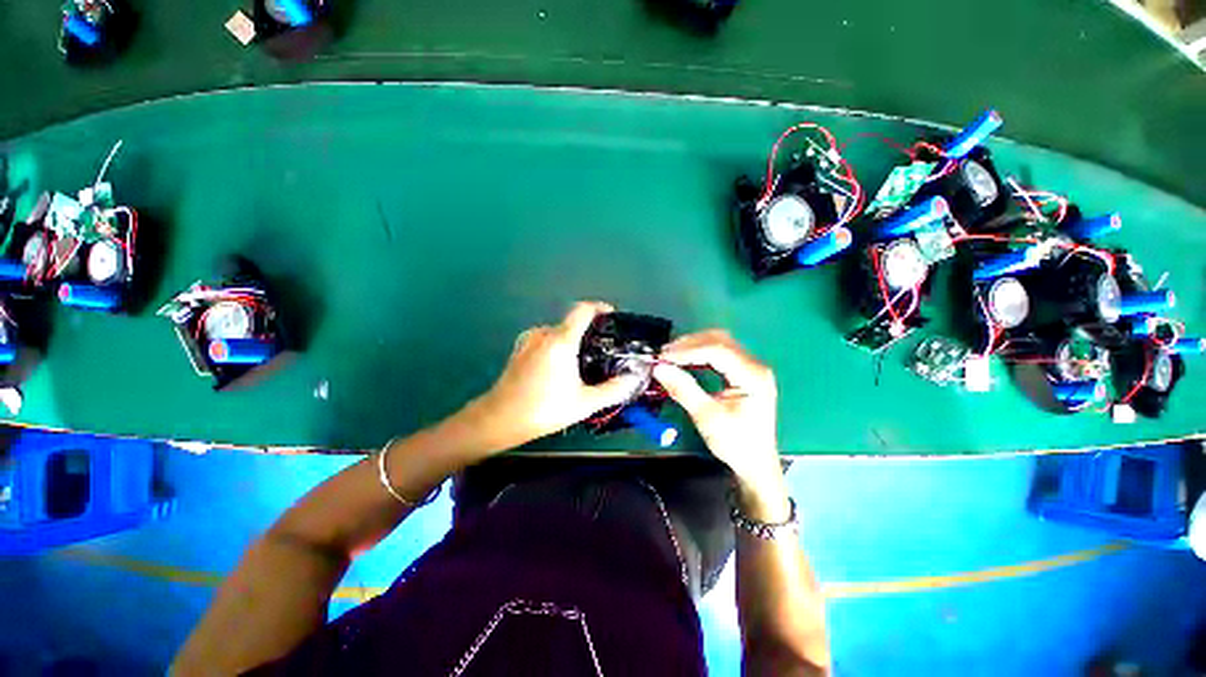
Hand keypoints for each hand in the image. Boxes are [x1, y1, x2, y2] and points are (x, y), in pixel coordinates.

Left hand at [470, 302, 642, 450]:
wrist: (499, 419)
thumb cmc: (543, 409)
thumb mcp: (584, 403)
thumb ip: (613, 389)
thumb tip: (634, 378)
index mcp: (561, 340)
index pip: (583, 310)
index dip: (600, 308)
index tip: (613, 317)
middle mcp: (544, 333)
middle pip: (572, 322)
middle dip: (590, 331)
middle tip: (604, 349)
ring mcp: (529, 340)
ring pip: (558, 332)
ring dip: (573, 340)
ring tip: (585, 360)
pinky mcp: (521, 349)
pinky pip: (546, 339)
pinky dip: (559, 345)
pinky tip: (563, 367)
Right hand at [653, 330, 790, 521]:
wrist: (755, 464)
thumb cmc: (735, 443)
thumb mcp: (707, 417)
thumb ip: (683, 389)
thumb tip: (660, 368)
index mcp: (752, 375)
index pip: (717, 350)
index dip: (688, 350)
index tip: (664, 356)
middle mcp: (755, 366)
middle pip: (719, 341)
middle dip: (689, 344)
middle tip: (665, 355)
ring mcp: (751, 368)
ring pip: (719, 343)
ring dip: (693, 346)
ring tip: (671, 356)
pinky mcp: (744, 373)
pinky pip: (720, 353)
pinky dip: (700, 354)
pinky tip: (686, 360)